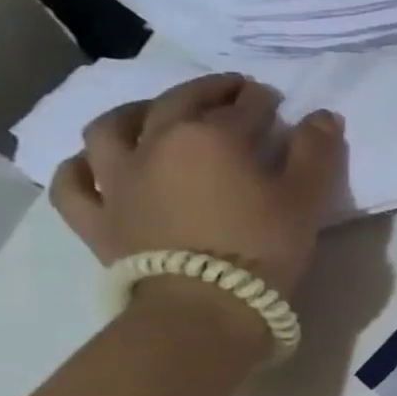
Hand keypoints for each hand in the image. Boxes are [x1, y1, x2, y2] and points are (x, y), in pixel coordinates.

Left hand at [49, 74, 346, 299]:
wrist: (204, 304)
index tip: (275, 101)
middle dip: (208, 91)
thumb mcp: (307, 196)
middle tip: (229, 92)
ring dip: (135, 112)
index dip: (263, 101)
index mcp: (211, 136)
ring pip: (111, 128)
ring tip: (154, 114)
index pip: (243, 107)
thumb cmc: (263, 245)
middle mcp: (156, 144)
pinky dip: (81, 167)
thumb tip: (323, 115)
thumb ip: (317, 151)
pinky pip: (73, 183)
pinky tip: (94, 164)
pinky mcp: (95, 216)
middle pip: (179, 103)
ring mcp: (117, 179)